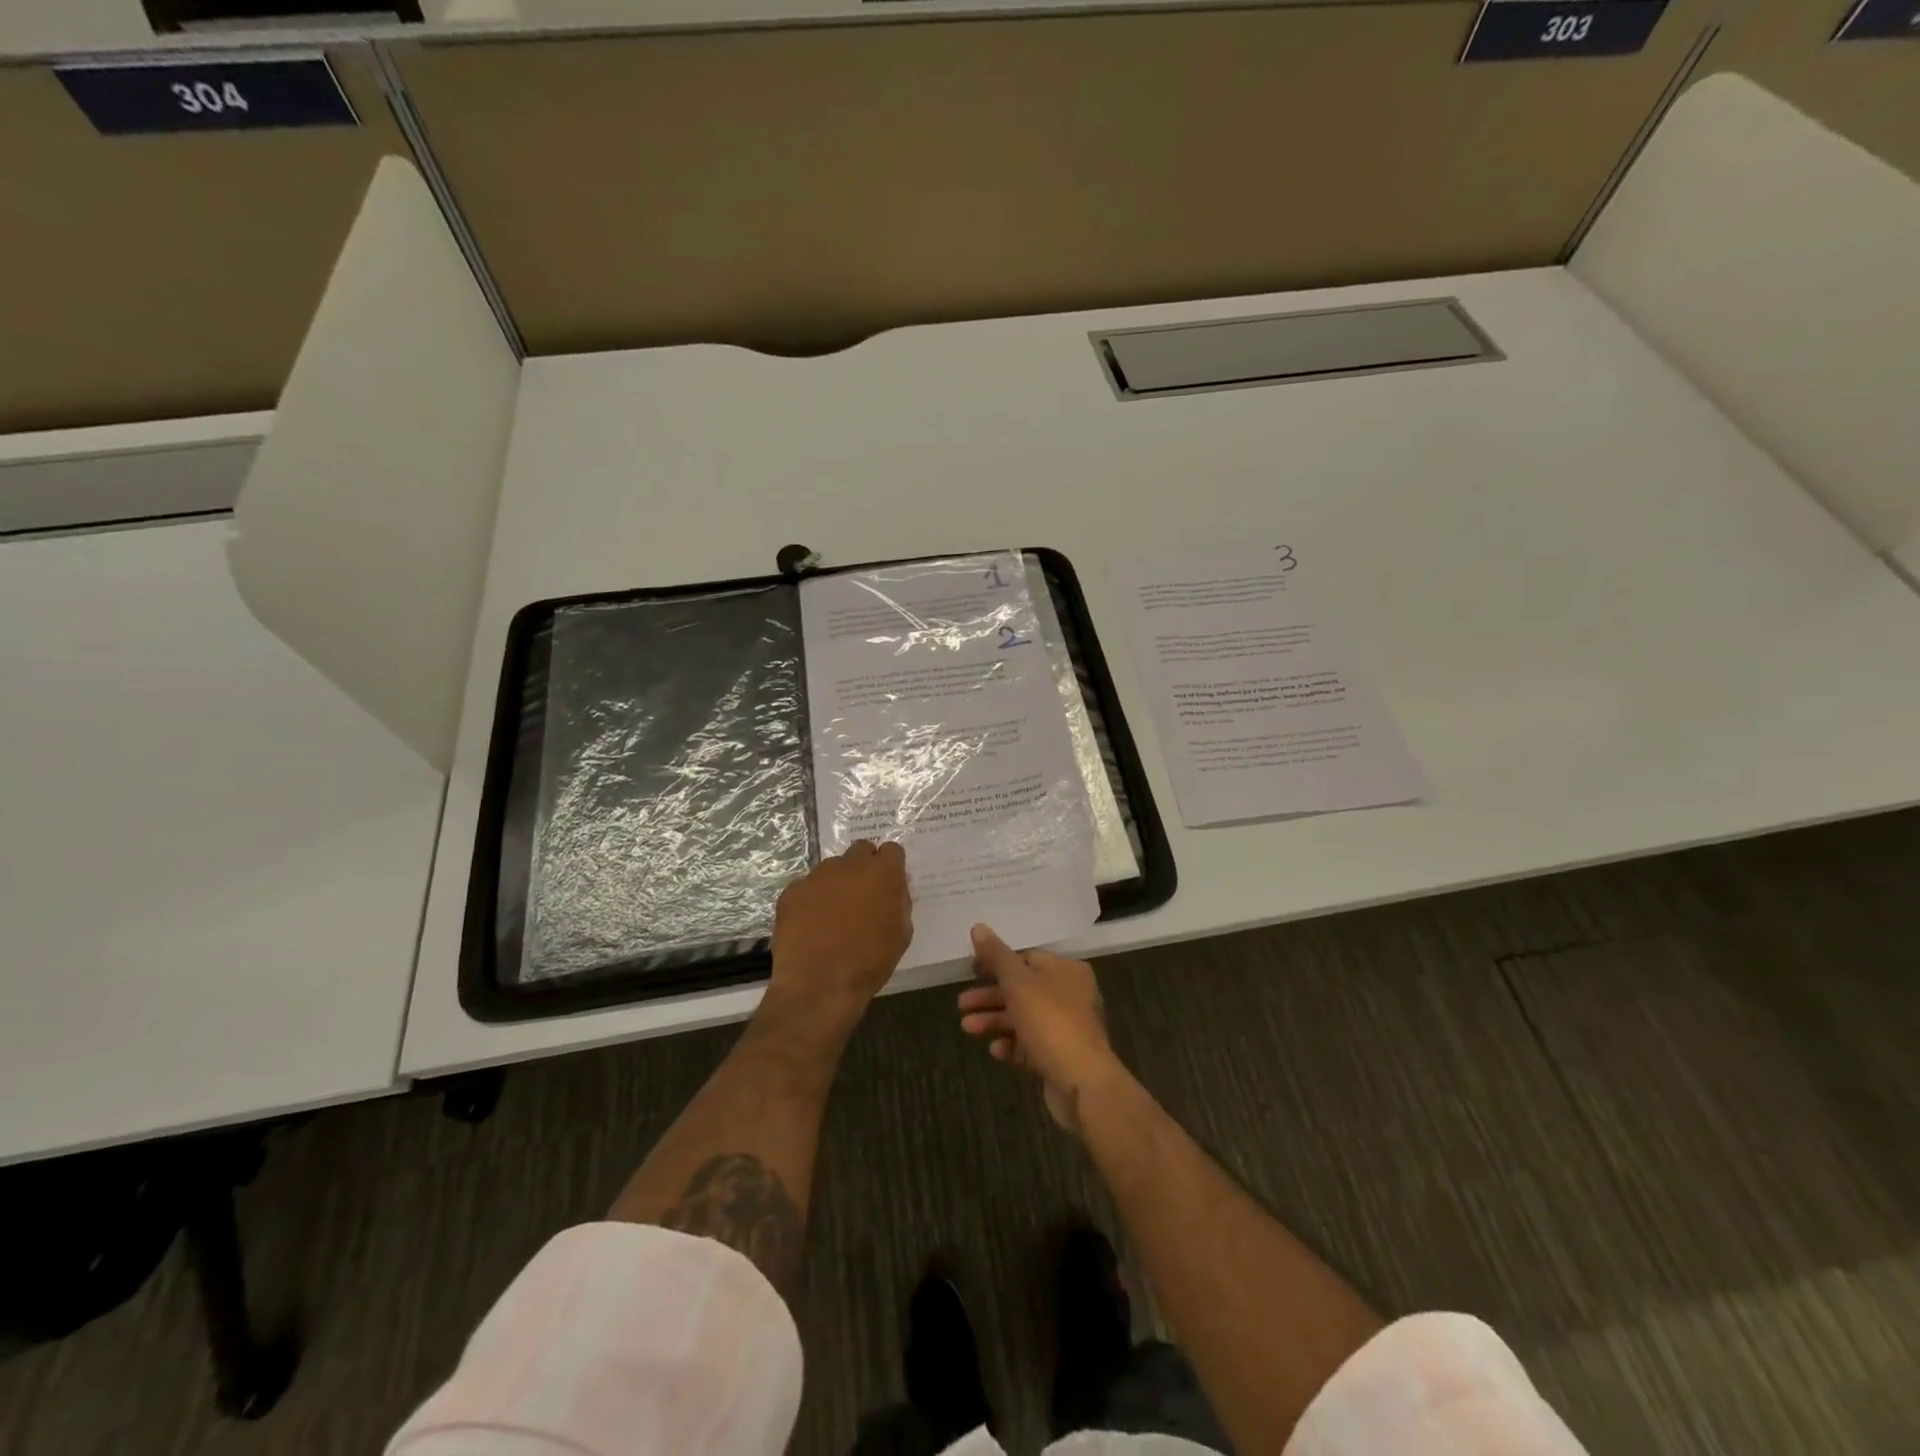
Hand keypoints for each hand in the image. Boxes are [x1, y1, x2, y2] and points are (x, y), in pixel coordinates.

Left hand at [768, 841, 912, 1025]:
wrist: (819, 985)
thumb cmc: (869, 962)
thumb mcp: (901, 934)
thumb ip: (899, 902)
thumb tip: (892, 890)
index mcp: (882, 873)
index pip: (892, 850)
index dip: (891, 866)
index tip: (888, 883)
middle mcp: (849, 865)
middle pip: (860, 850)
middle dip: (864, 866)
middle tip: (863, 895)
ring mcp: (817, 876)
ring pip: (832, 868)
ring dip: (837, 883)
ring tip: (833, 915)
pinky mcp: (792, 891)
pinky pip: (807, 887)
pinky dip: (812, 900)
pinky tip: (811, 925)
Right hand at [958, 925, 1127, 1133]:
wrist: (1083, 1082)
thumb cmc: (1051, 1022)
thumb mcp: (1019, 983)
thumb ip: (997, 956)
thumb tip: (978, 927)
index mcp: (1066, 971)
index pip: (1026, 958)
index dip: (996, 962)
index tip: (971, 970)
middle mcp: (1070, 995)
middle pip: (1022, 989)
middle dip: (990, 996)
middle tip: (962, 1003)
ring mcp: (1066, 1028)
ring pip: (1023, 1018)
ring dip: (995, 1021)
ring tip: (967, 1028)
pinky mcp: (1060, 1056)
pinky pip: (1030, 1045)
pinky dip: (1011, 1045)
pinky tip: (995, 1050)